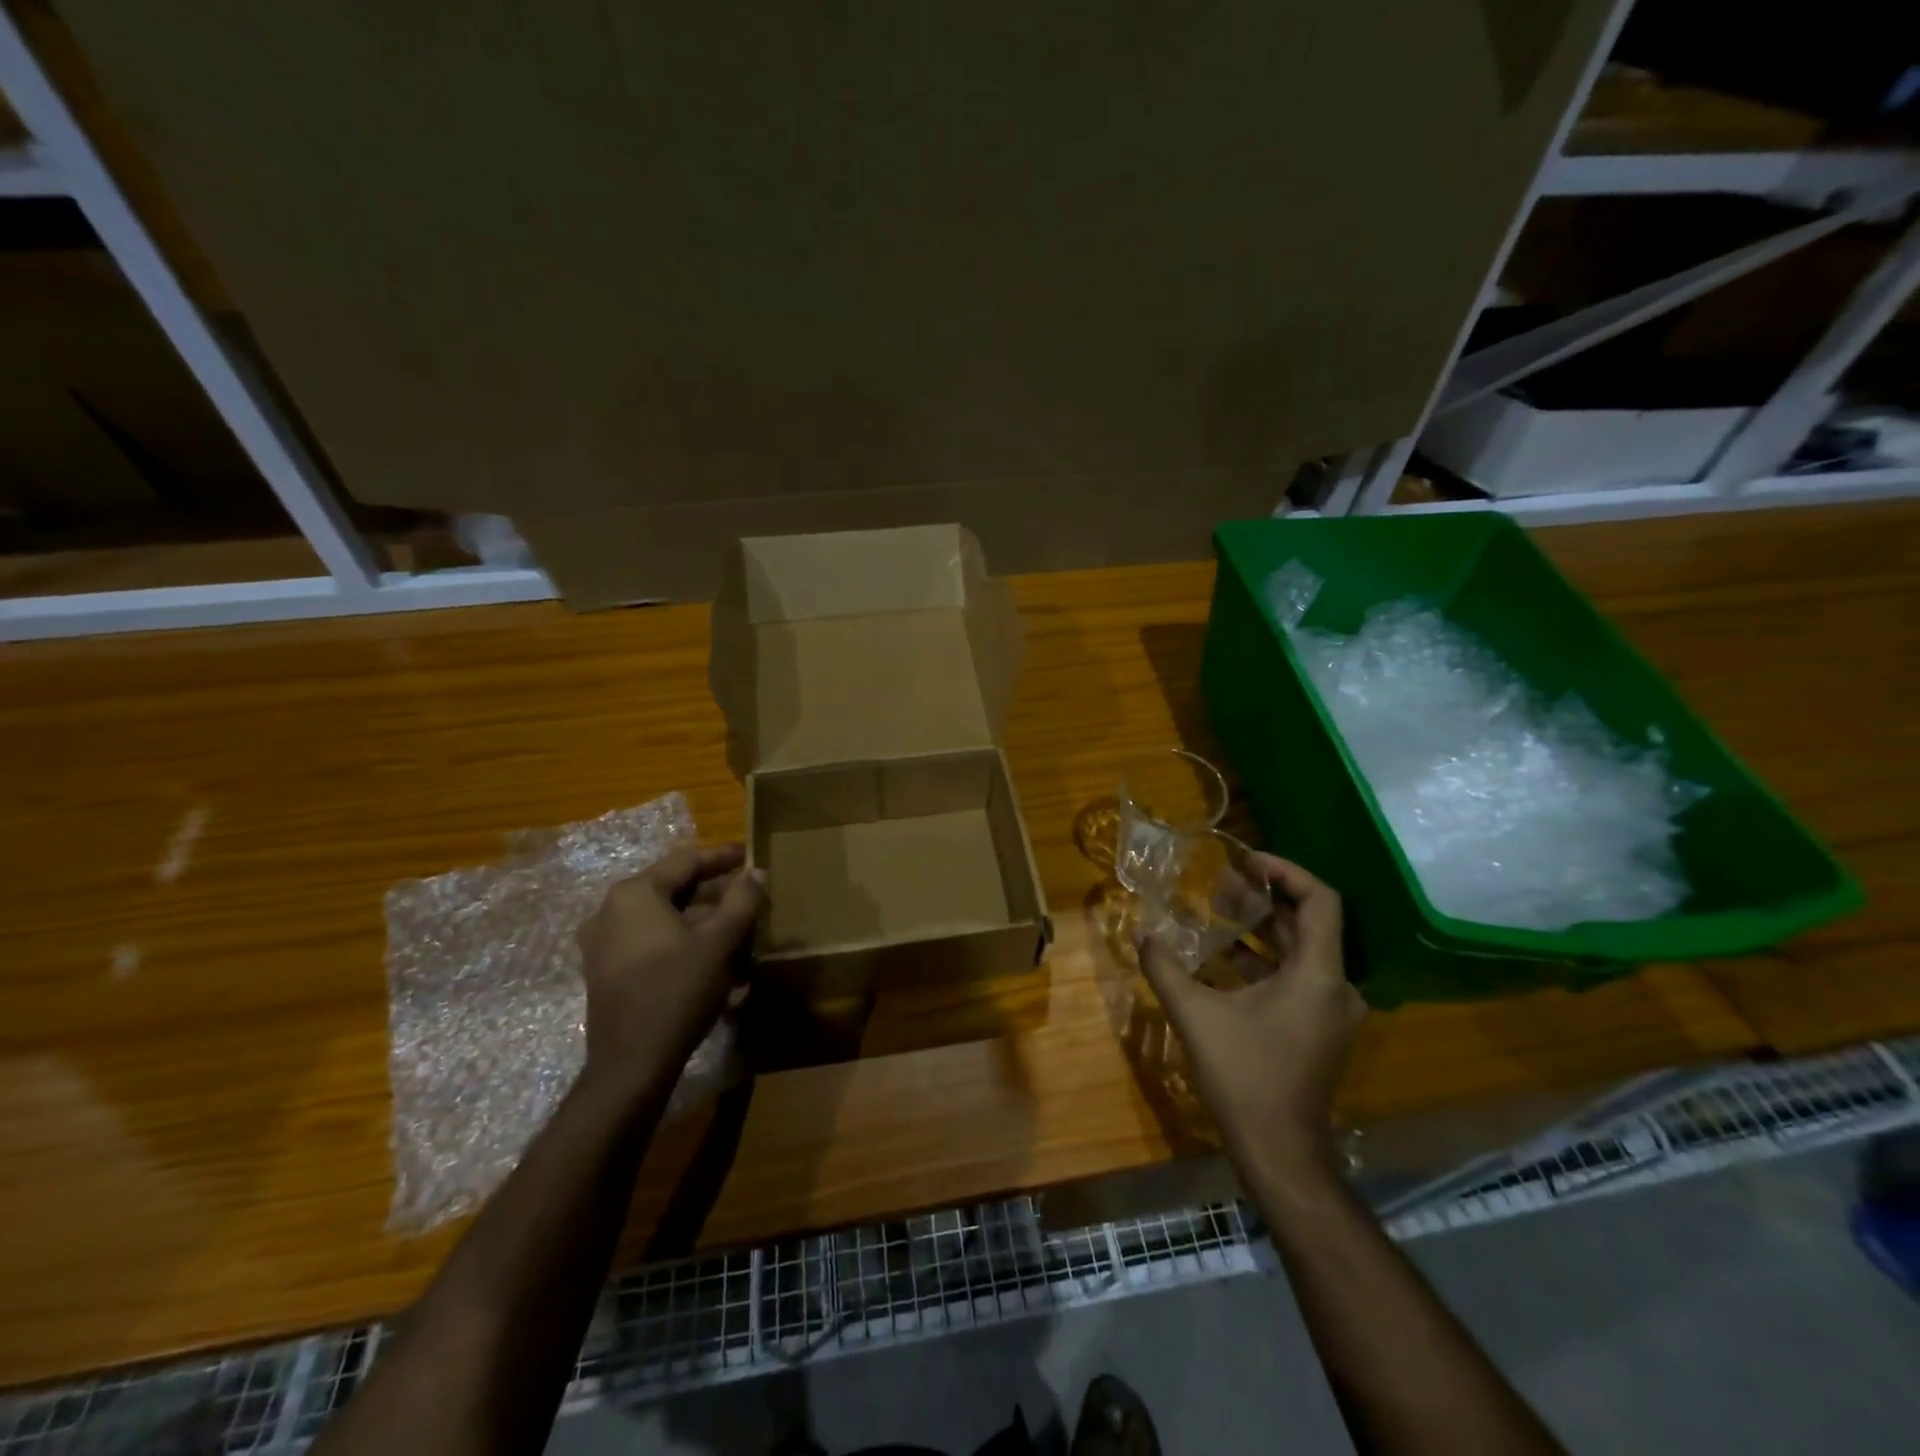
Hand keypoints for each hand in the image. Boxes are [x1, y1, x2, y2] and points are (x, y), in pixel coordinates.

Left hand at [576, 843, 765, 1095]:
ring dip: (698, 918)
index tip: (749, 855)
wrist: (631, 1063)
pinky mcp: (605, 970)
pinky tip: (706, 955)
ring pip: (661, 916)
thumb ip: (742, 900)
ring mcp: (603, 942)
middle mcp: (610, 910)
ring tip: (732, 927)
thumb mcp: (720, 942)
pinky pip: (648, 939)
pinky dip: (678, 938)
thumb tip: (756, 871)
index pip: (685, 861)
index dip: (721, 857)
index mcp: (635, 893)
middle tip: (746, 894)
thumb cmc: (677, 991)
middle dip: (712, 891)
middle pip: (671, 887)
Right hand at [1137, 854, 1364, 1171]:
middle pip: (1307, 923)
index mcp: (1318, 975)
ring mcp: (1331, 1011)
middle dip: (1263, 899)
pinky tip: (1221, 959)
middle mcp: (1336, 987)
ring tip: (1216, 913)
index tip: (1246, 862)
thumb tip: (1143, 935)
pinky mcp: (1320, 1029)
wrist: (1280, 1153)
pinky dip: (1263, 960)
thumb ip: (1165, 969)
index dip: (1286, 871)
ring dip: (1260, 929)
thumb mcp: (1195, 1016)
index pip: (1320, 900)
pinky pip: (1297, 977)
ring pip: (1300, 951)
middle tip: (1220, 884)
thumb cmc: (1244, 1077)